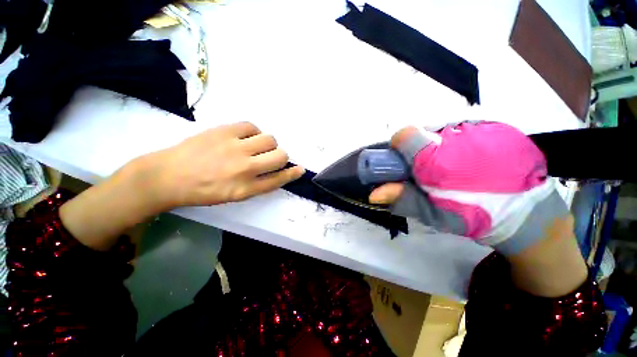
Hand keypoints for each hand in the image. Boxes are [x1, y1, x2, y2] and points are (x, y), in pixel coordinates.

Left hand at [61, 122, 302, 250]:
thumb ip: (258, 184)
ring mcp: (235, 147)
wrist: (168, 176)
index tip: (301, 169)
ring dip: (268, 144)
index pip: (279, 179)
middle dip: (281, 156)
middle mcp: (245, 168)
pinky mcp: (224, 131)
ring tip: (254, 146)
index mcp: (246, 188)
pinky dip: (253, 132)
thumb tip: (275, 171)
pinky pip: (252, 126)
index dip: (292, 173)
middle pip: (280, 156)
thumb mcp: (234, 195)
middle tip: (270, 157)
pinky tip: (243, 137)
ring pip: (270, 139)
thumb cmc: (203, 190)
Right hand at [369, 122, 566, 256]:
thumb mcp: (433, 213)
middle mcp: (458, 135)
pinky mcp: (501, 126)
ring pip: (444, 131)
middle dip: (421, 151)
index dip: (399, 147)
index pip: (404, 135)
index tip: (406, 162)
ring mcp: (483, 127)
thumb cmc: (475, 217)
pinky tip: (475, 160)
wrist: (530, 216)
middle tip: (432, 172)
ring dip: (442, 146)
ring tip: (456, 168)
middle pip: (423, 134)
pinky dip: (462, 143)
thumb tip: (373, 193)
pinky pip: (467, 129)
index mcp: (438, 158)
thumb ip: (402, 198)